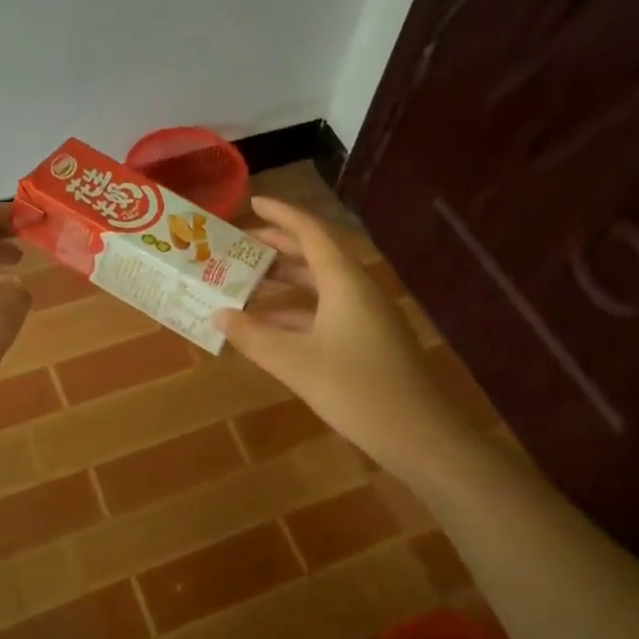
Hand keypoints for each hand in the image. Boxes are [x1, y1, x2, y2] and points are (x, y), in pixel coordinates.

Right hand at [214, 196, 465, 475]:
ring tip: (248, 282)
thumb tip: (219, 315)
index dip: (280, 214)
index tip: (252, 202)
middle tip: (241, 246)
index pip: (310, 231)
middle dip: (278, 246)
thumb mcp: (294, 363)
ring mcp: (367, 315)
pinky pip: (328, 310)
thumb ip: (253, 337)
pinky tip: (272, 326)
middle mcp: (357, 289)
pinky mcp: (370, 339)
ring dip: (286, 281)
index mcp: (343, 282)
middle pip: (315, 255)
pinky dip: (298, 311)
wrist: (419, 436)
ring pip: (321, 285)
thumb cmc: (356, 390)